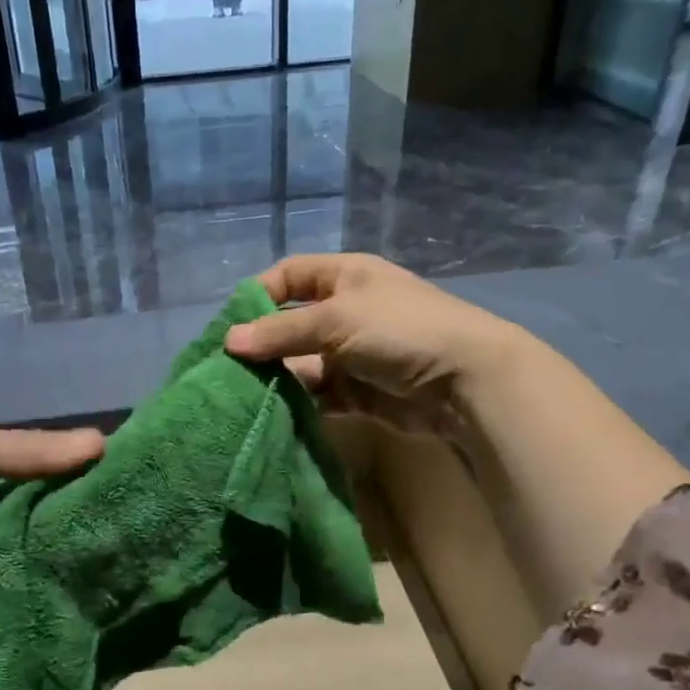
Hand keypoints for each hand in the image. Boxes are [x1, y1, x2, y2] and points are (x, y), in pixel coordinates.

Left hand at [0, 424, 103, 605]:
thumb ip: (27, 452)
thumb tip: (104, 444)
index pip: (33, 467)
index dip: (70, 477)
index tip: (116, 496)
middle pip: (23, 512)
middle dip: (56, 526)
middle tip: (110, 546)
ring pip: (6, 551)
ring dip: (34, 561)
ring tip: (89, 578)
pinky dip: (5, 589)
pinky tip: (45, 599)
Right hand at [224, 254, 523, 434]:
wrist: (463, 381)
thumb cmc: (399, 330)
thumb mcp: (336, 320)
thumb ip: (281, 332)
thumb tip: (229, 341)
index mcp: (344, 278)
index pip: (290, 276)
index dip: (259, 294)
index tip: (230, 323)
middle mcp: (344, 313)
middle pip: (290, 325)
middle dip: (261, 345)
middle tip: (226, 369)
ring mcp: (350, 355)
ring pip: (300, 364)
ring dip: (276, 378)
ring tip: (241, 395)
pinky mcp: (356, 393)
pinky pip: (317, 395)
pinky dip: (296, 404)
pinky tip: (271, 413)